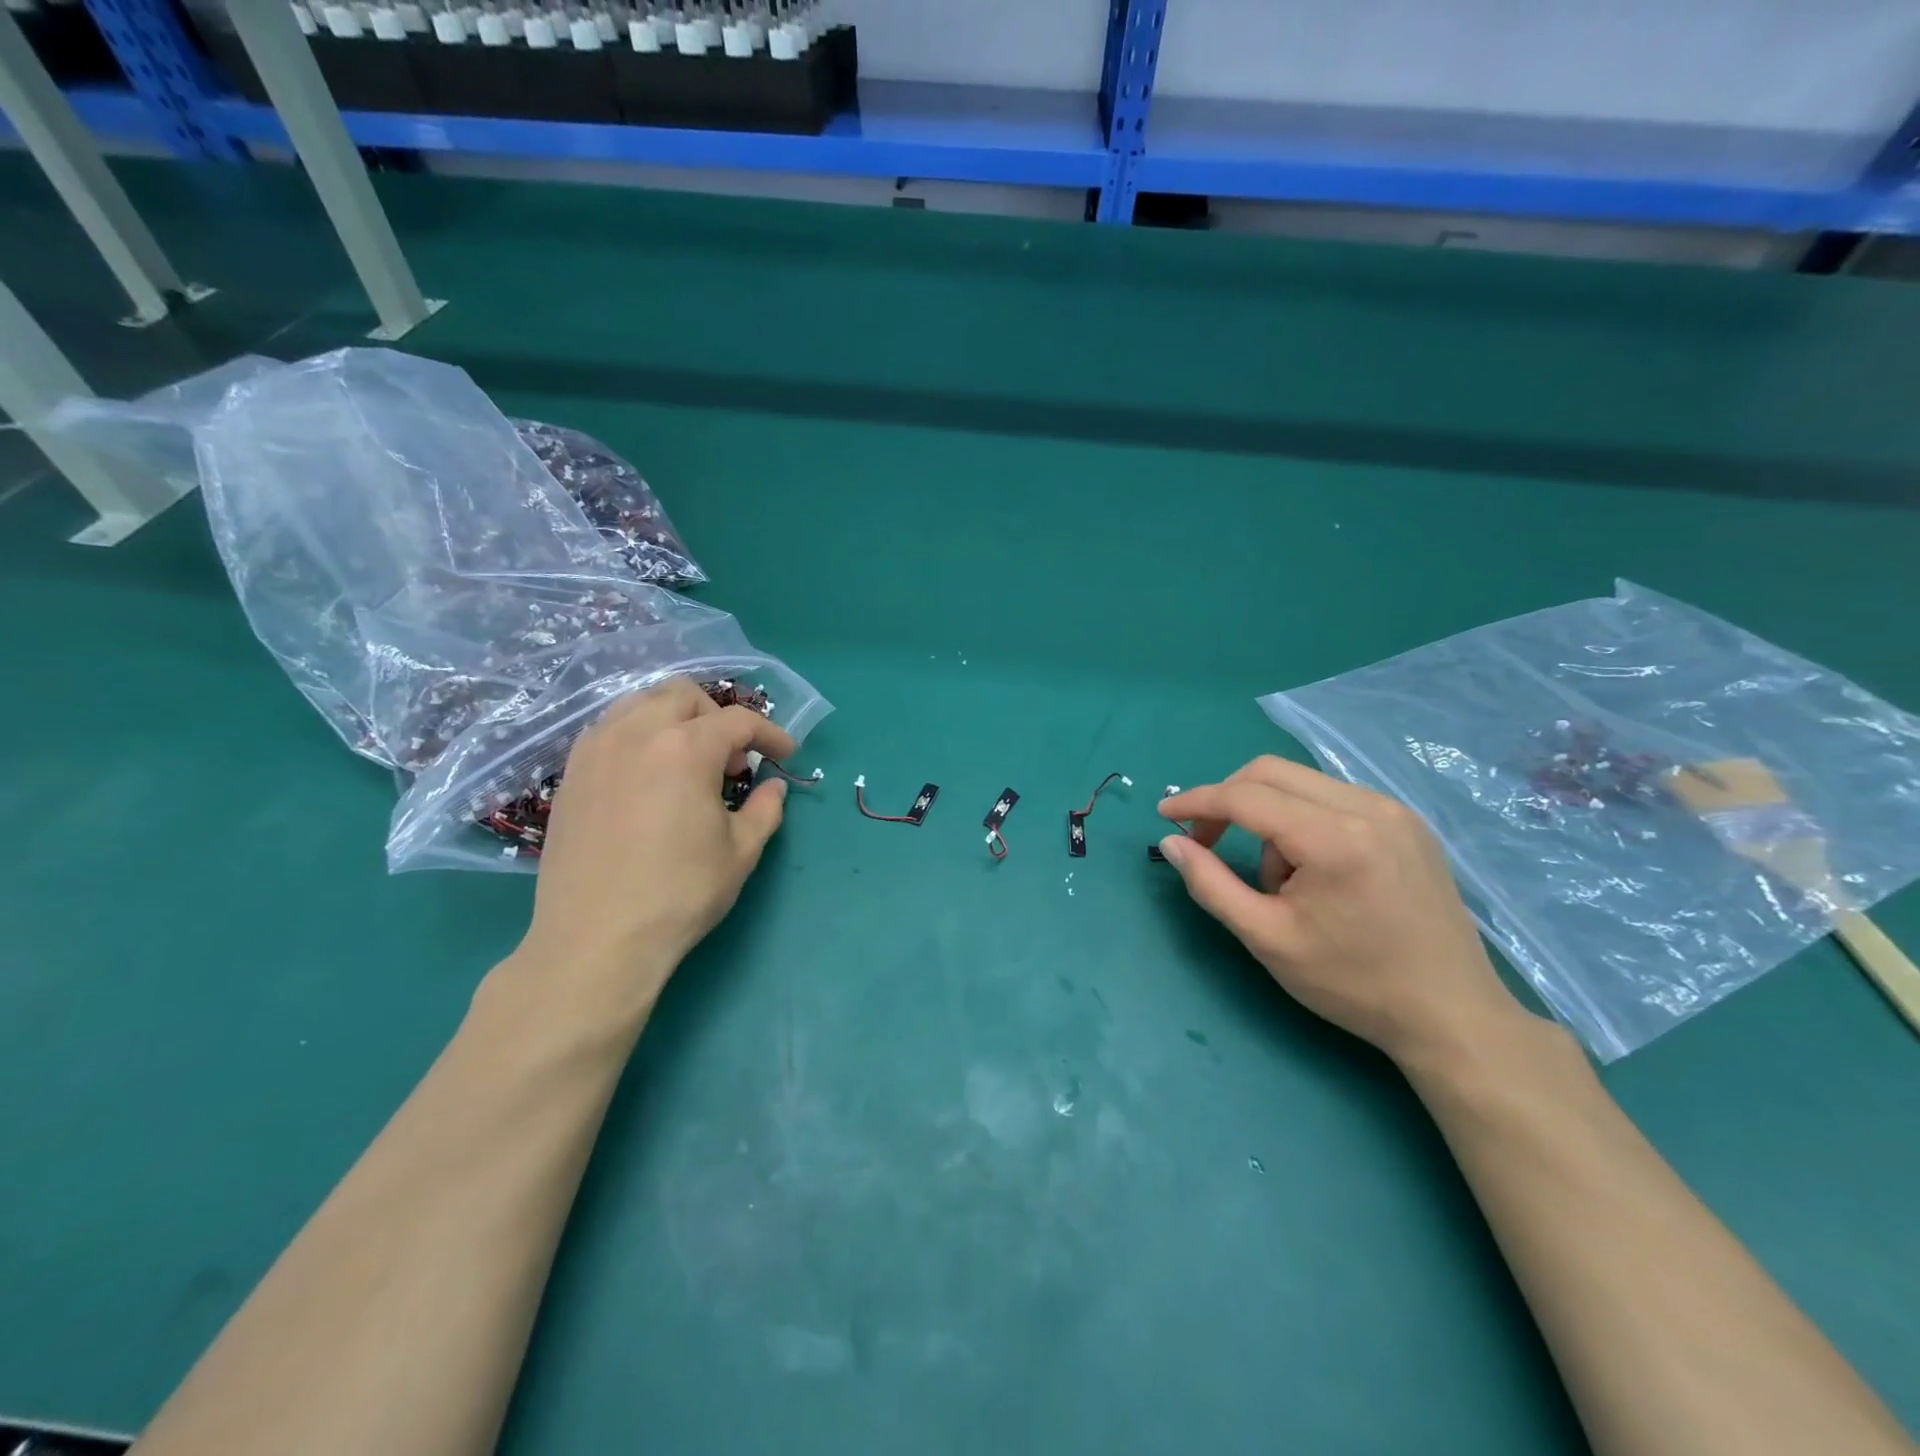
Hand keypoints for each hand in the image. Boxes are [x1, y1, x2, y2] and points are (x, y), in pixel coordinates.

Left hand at [508, 678, 795, 1024]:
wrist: (596, 940)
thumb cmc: (680, 894)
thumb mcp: (741, 852)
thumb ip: (765, 809)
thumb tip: (773, 787)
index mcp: (685, 748)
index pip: (738, 721)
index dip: (770, 733)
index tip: (787, 753)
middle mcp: (636, 734)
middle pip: (683, 695)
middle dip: (717, 716)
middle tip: (732, 759)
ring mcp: (595, 751)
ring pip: (639, 703)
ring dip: (674, 719)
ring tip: (688, 760)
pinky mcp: (570, 775)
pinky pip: (608, 730)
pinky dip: (637, 736)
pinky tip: (647, 776)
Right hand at [1157, 756, 1533, 1064]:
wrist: (1452, 1015)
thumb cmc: (1353, 983)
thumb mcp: (1267, 938)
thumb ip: (1210, 884)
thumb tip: (1171, 842)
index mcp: (1333, 838)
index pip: (1245, 796)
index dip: (1196, 802)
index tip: (1163, 815)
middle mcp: (1367, 807)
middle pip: (1270, 773)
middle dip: (1227, 801)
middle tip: (1205, 841)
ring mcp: (1394, 810)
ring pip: (1300, 785)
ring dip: (1268, 818)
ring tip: (1278, 880)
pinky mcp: (1408, 822)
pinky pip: (1333, 799)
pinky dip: (1302, 821)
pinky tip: (1312, 870)